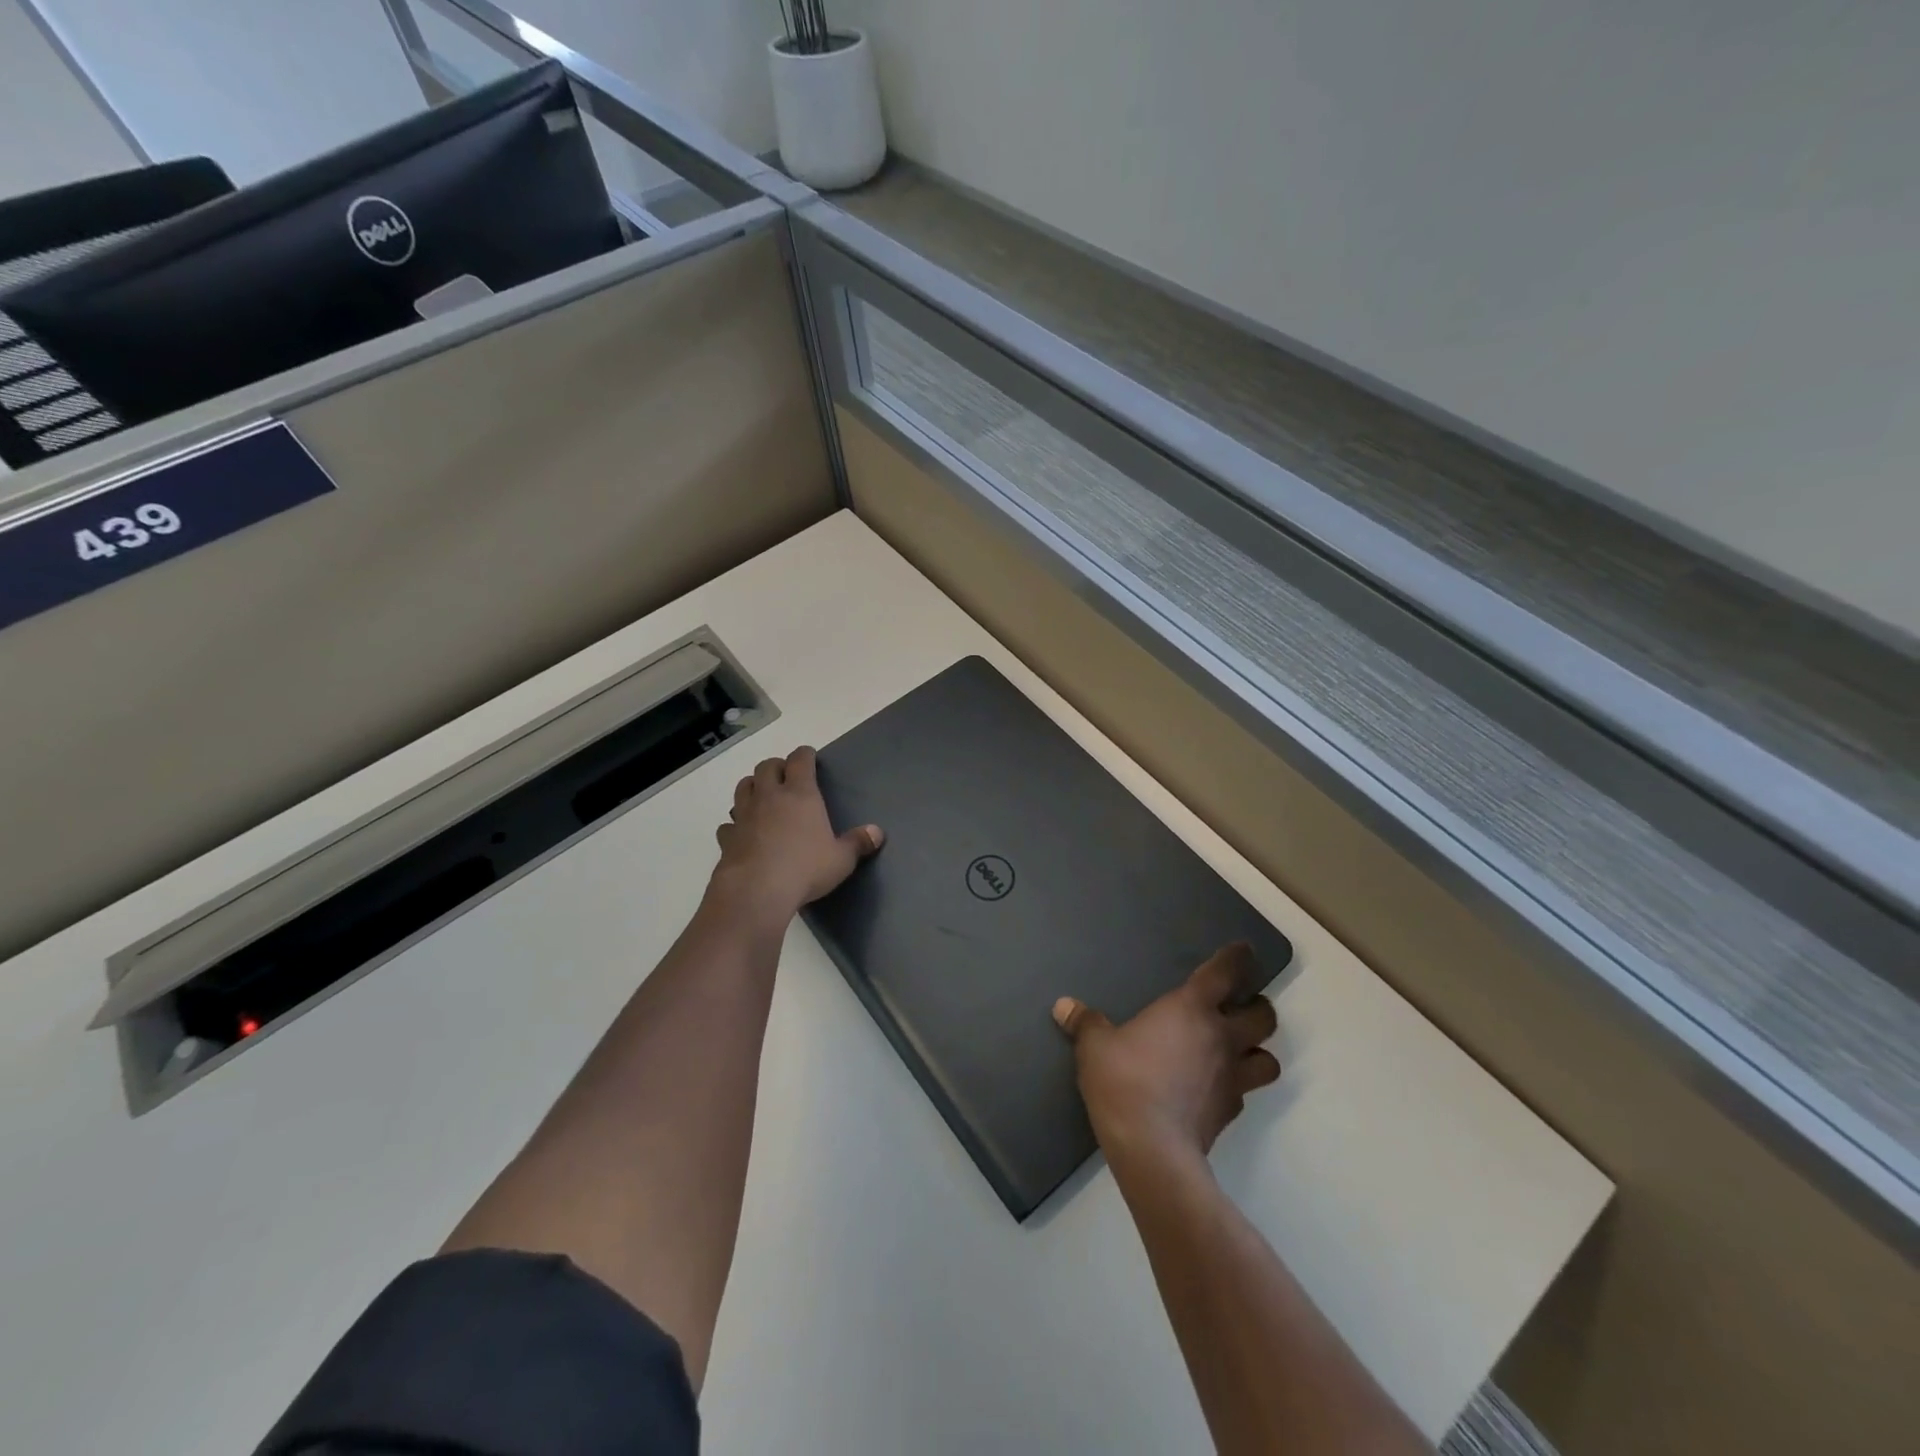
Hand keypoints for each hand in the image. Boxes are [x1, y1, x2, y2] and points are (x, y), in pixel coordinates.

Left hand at [710, 746, 882, 925]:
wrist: (756, 891)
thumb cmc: (805, 868)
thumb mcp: (841, 859)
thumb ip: (858, 843)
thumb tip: (877, 832)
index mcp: (800, 795)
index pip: (800, 761)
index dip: (805, 755)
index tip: (809, 756)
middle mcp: (770, 797)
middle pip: (766, 766)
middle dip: (776, 766)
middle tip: (785, 776)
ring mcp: (744, 816)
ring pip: (743, 787)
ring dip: (752, 786)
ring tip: (762, 796)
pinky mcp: (727, 838)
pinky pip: (729, 823)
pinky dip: (735, 823)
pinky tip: (742, 833)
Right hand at [1054, 942, 1279, 1166]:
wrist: (1152, 1148)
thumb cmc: (1124, 1081)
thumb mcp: (1095, 1047)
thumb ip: (1085, 1023)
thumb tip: (1063, 1006)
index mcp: (1191, 1009)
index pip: (1225, 973)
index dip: (1238, 958)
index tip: (1244, 951)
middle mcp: (1220, 1037)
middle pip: (1263, 1016)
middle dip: (1257, 1008)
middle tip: (1240, 1008)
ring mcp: (1231, 1078)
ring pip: (1268, 1060)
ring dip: (1258, 1051)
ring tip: (1239, 1050)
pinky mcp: (1230, 1113)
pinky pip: (1244, 1092)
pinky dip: (1236, 1085)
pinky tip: (1213, 1087)